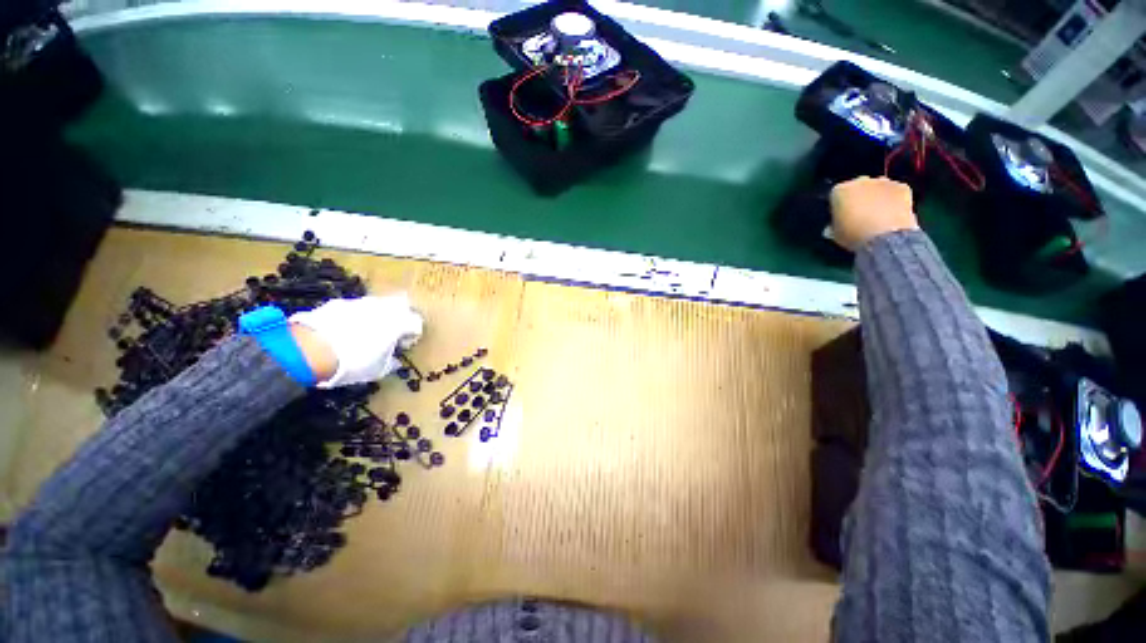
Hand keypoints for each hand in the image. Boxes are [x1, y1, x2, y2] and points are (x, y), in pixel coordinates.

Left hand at [289, 294, 423, 387]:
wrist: (309, 352)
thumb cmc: (353, 363)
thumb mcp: (378, 370)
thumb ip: (390, 362)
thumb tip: (393, 360)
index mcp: (399, 322)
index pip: (416, 323)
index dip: (412, 335)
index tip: (403, 346)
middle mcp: (383, 307)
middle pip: (401, 305)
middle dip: (400, 316)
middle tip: (392, 332)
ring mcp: (359, 302)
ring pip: (376, 304)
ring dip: (376, 315)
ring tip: (366, 332)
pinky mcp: (337, 303)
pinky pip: (353, 308)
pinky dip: (354, 317)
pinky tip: (344, 331)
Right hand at [829, 177, 918, 251]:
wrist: (885, 237)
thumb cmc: (853, 235)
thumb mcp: (835, 234)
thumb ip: (832, 226)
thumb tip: (831, 227)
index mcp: (839, 191)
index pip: (836, 195)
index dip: (839, 206)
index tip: (841, 216)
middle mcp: (861, 181)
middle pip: (858, 187)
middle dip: (859, 197)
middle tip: (861, 214)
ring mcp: (884, 182)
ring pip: (878, 187)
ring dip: (877, 196)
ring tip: (879, 214)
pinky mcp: (903, 187)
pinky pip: (895, 191)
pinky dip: (894, 199)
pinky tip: (893, 213)